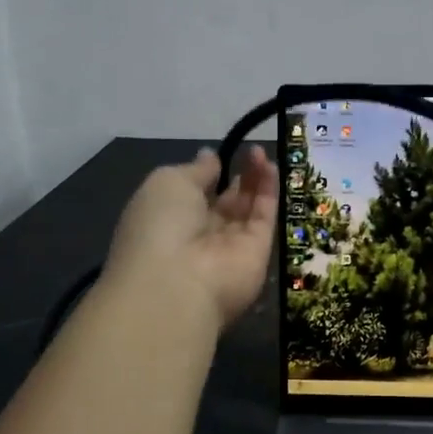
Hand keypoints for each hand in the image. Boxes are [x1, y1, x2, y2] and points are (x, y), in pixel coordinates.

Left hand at [107, 147, 277, 330]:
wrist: (178, 282)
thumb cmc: (161, 225)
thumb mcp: (168, 182)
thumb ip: (196, 169)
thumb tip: (210, 156)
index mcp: (170, 219)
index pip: (194, 196)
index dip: (209, 175)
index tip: (221, 155)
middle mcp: (200, 235)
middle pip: (225, 203)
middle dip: (239, 176)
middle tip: (253, 151)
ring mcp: (230, 246)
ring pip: (248, 209)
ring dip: (256, 180)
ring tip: (262, 153)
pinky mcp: (258, 252)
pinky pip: (265, 218)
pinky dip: (269, 192)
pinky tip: (271, 167)